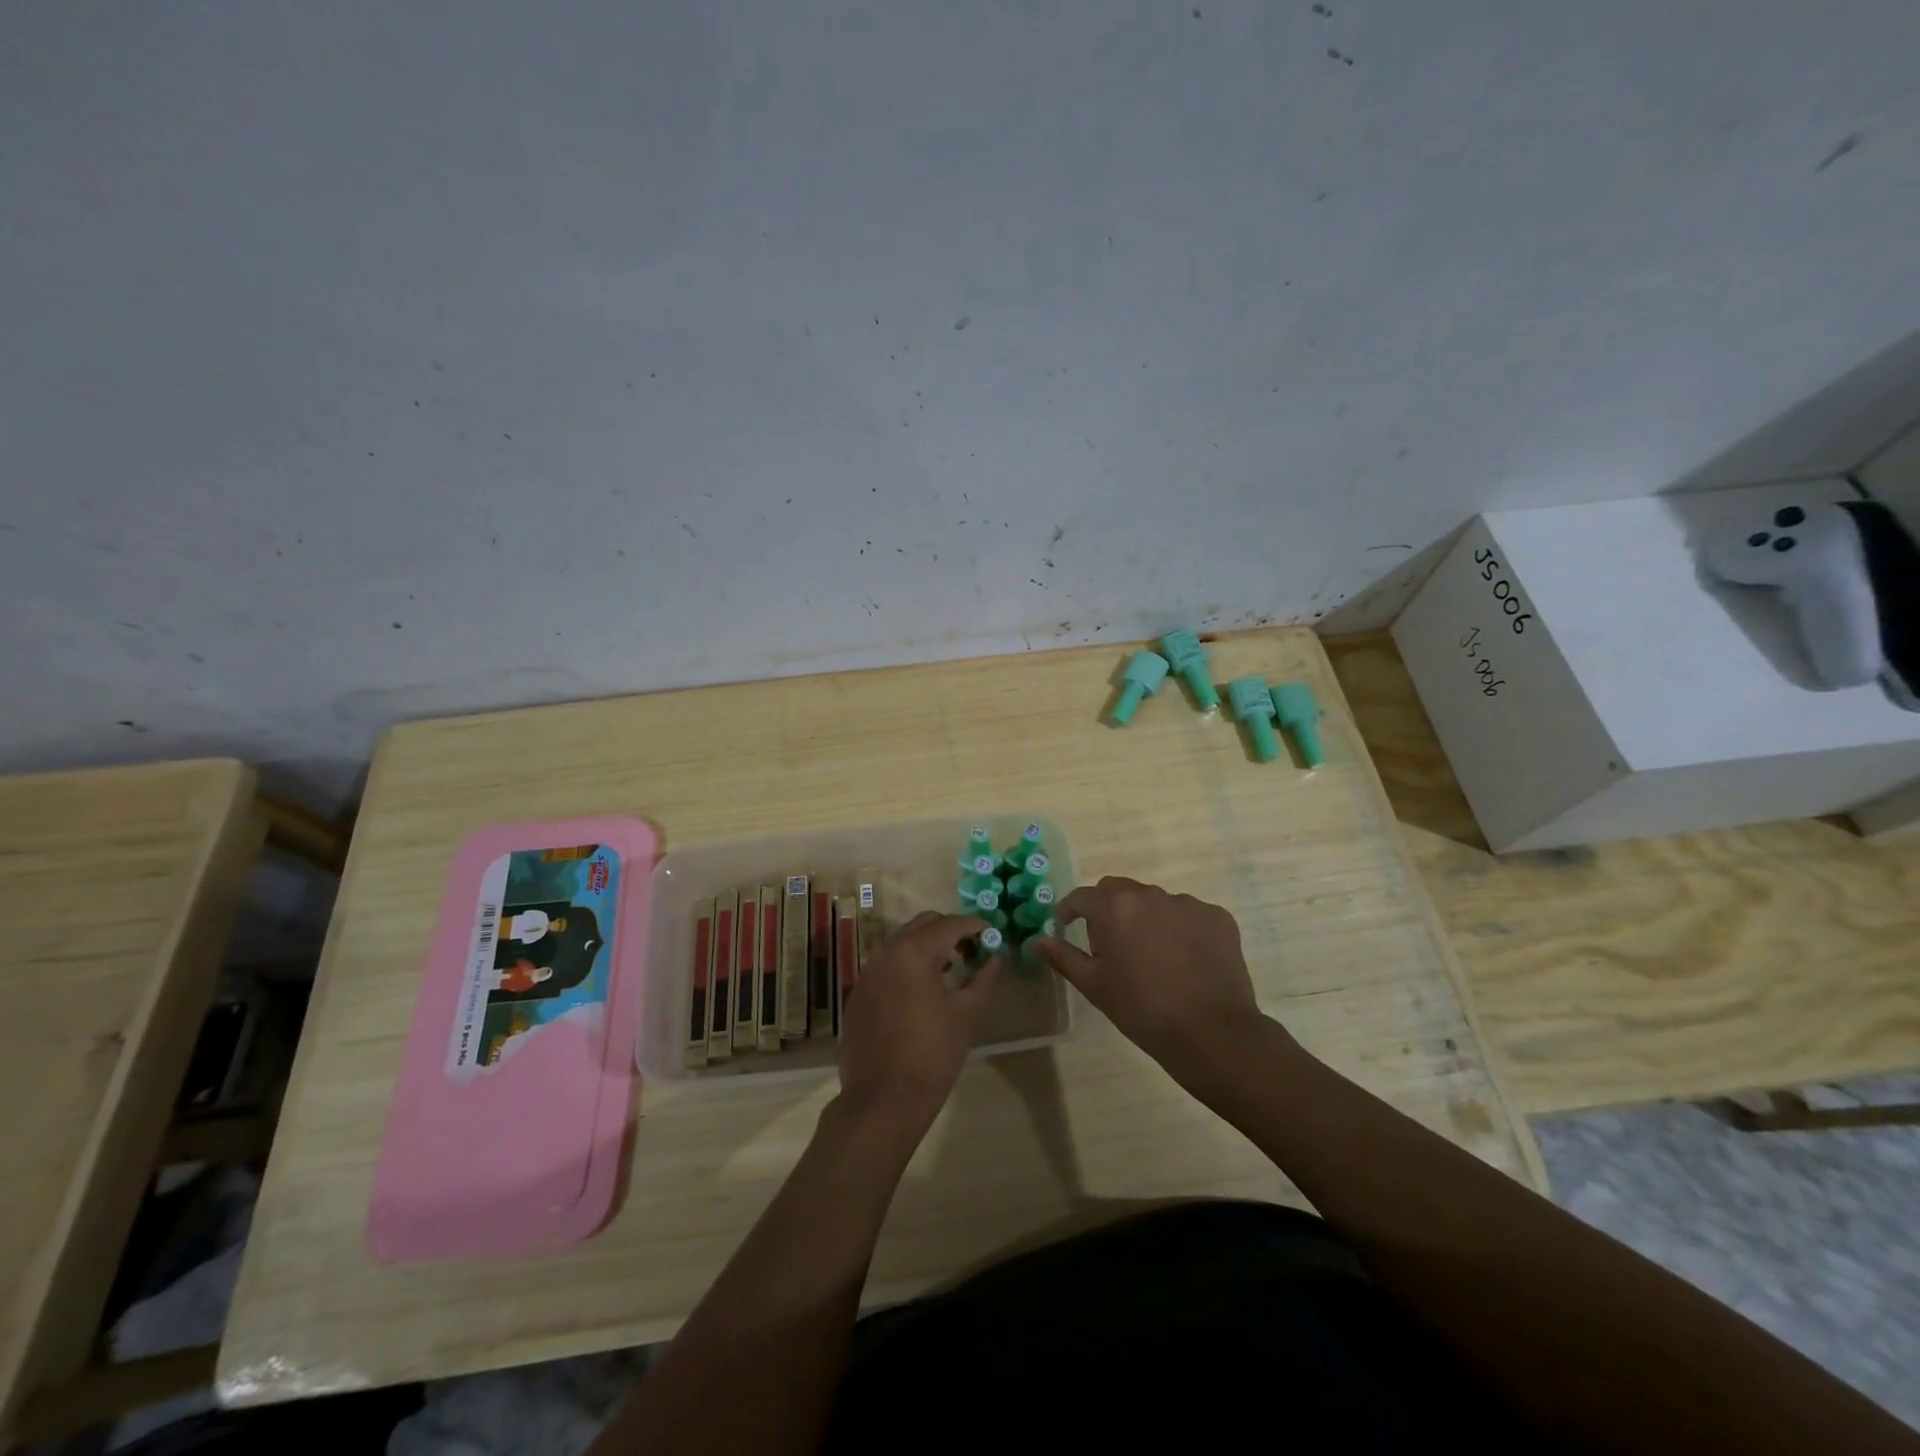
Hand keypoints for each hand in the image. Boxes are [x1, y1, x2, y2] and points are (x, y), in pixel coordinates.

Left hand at [837, 912, 999, 1131]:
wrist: (883, 1100)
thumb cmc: (933, 1054)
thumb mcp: (967, 1014)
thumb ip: (984, 978)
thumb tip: (995, 957)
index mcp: (914, 951)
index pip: (950, 924)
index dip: (975, 926)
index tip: (993, 934)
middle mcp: (886, 952)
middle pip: (923, 924)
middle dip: (949, 931)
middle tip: (972, 950)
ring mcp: (867, 972)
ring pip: (902, 942)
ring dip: (927, 947)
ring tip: (950, 970)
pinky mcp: (858, 993)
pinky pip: (887, 965)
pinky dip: (907, 966)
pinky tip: (921, 992)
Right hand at [1034, 877, 1280, 1090]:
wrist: (1210, 1032)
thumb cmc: (1141, 1009)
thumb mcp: (1094, 985)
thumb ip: (1063, 956)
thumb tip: (1038, 940)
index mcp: (1114, 907)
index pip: (1082, 896)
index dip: (1070, 911)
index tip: (1067, 927)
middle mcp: (1149, 894)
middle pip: (1119, 891)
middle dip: (1108, 910)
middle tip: (1112, 945)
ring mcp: (1187, 903)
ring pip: (1155, 902)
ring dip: (1146, 919)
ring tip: (1154, 957)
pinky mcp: (1217, 916)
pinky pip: (1189, 915)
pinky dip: (1181, 929)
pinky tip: (1185, 961)